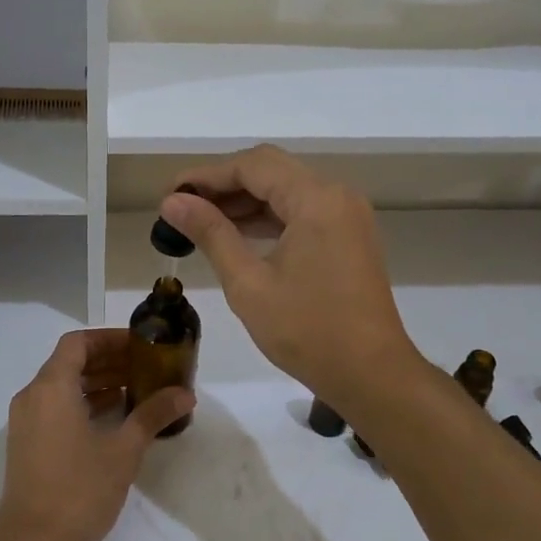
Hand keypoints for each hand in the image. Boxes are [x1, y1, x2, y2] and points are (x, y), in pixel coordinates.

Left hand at [0, 329, 193, 540]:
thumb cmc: (79, 490)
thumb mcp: (123, 451)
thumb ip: (153, 415)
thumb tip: (185, 394)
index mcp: (51, 387)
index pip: (78, 343)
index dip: (109, 339)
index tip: (141, 346)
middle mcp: (32, 397)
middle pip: (70, 363)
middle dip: (108, 361)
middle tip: (146, 368)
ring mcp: (25, 423)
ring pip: (63, 387)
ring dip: (97, 384)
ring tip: (136, 391)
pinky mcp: (27, 445)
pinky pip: (56, 409)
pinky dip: (83, 404)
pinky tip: (114, 420)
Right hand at [160, 145, 416, 408]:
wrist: (371, 374)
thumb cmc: (307, 331)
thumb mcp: (248, 283)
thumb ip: (211, 234)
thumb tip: (173, 202)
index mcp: (316, 199)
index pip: (252, 166)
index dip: (205, 175)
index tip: (169, 194)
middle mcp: (336, 195)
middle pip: (271, 171)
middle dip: (223, 185)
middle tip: (181, 207)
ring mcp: (347, 215)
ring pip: (287, 190)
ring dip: (245, 201)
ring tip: (200, 222)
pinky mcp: (349, 236)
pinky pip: (302, 211)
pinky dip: (269, 217)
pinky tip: (237, 235)